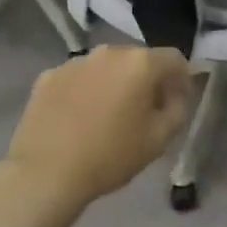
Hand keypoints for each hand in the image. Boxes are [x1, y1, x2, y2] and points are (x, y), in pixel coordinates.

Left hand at [3, 46, 191, 212]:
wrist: (45, 174)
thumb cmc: (110, 156)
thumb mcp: (159, 140)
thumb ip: (177, 110)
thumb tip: (175, 97)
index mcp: (140, 63)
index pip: (174, 59)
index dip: (181, 80)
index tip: (176, 104)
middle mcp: (109, 52)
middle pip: (138, 60)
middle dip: (146, 81)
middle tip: (143, 112)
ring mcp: (76, 61)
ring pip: (106, 67)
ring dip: (114, 83)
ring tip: (107, 115)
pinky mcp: (49, 75)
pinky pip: (78, 78)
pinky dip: (85, 91)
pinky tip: (78, 119)